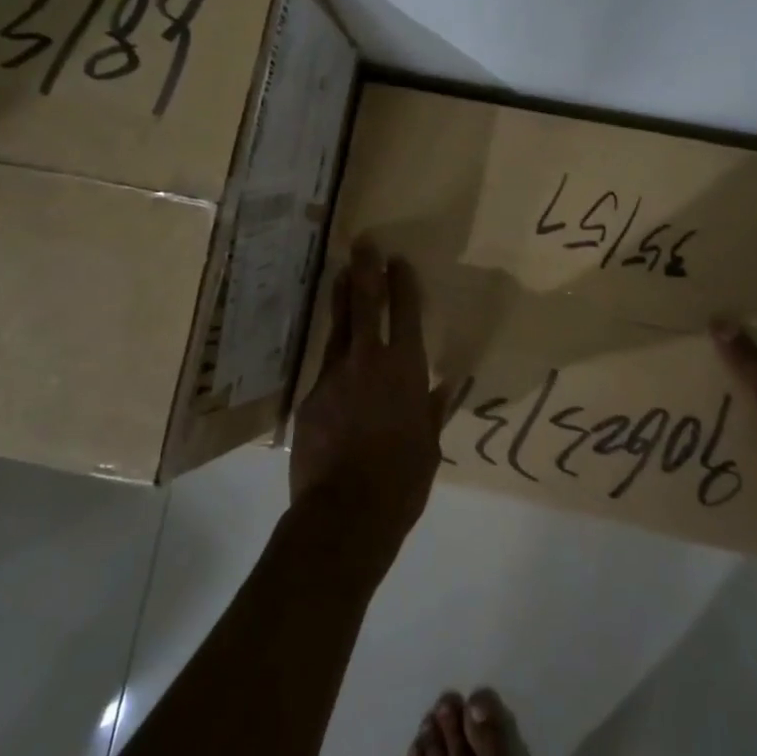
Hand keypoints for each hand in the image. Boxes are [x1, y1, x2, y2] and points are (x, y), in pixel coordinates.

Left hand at [290, 242, 446, 570]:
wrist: (345, 512)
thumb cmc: (401, 480)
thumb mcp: (428, 445)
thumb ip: (434, 410)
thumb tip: (446, 385)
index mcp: (406, 371)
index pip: (407, 314)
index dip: (403, 283)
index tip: (398, 260)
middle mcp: (369, 362)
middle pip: (367, 304)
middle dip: (367, 270)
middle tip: (363, 243)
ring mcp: (334, 377)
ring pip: (338, 327)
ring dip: (342, 298)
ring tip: (341, 273)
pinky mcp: (310, 397)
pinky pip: (324, 367)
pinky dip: (332, 354)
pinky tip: (333, 352)